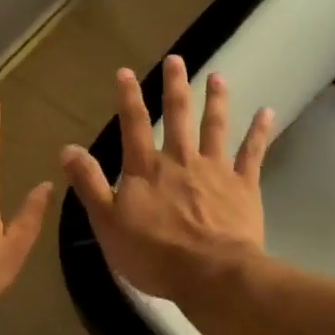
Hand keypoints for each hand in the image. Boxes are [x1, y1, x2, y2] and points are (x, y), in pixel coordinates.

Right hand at [61, 56, 273, 301]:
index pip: (134, 125)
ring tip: (218, 76)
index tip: (126, 71)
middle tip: (177, 59)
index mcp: (147, 169)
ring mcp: (215, 170)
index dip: (128, 97)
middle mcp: (181, 160)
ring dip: (216, 100)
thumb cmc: (154, 254)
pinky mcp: (243, 186)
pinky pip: (252, 153)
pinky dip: (259, 132)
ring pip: (215, 127)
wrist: (211, 276)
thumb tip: (67, 149)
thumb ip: (90, 184)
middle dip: (175, 86)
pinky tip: (267, 112)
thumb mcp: (108, 223)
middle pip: (178, 116)